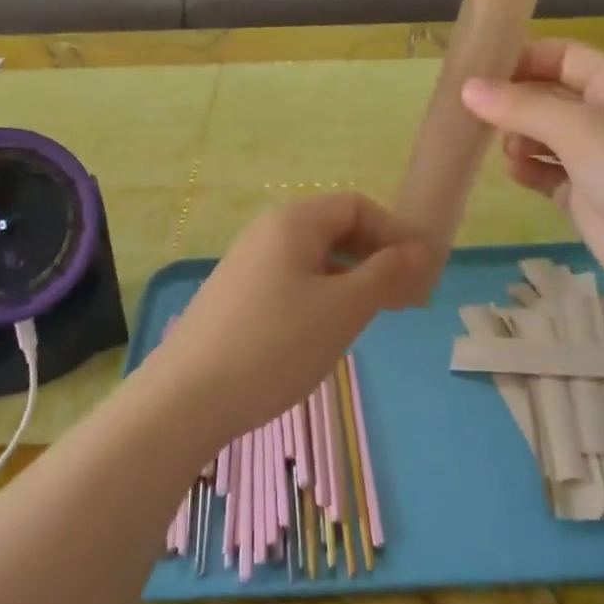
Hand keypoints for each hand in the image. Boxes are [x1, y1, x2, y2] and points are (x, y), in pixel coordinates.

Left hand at [147, 193, 427, 445]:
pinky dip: (321, 294)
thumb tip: (417, 250)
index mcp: (293, 222)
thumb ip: (384, 275)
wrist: (186, 398)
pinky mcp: (237, 294)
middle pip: (333, 228)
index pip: (355, 205)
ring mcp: (248, 263)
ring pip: (313, 257)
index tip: (418, 271)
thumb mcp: (342, 310)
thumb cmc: (276, 345)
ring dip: (350, 278)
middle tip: (402, 298)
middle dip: (373, 256)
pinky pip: (291, 279)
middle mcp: (268, 231)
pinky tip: (326, 330)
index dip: (391, 231)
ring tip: (371, 316)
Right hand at [460, 40, 603, 330]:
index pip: (562, 55)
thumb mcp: (580, 130)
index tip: (477, 71)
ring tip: (506, 150)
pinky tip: (515, 173)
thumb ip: (521, 107)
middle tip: (473, 114)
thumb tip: (468, 88)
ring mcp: (600, 159)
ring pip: (545, 135)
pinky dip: (529, 170)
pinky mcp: (590, 197)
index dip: (522, 57)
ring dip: (519, 136)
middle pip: (549, 95)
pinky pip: (548, 173)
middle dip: (513, 100)